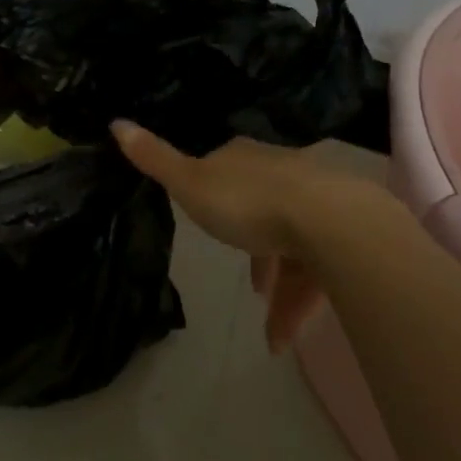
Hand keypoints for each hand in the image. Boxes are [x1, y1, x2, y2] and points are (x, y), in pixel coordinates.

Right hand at [111, 121, 369, 351]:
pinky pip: (319, 273)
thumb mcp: (190, 183)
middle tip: (249, 284)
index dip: (215, 196)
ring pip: (294, 249)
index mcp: (245, 160)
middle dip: (255, 250)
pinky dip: (300, 305)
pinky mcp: (346, 238)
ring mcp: (318, 205)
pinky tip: (283, 338)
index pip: (226, 171)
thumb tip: (114, 121)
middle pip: (263, 211)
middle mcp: (283, 174)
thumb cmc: (249, 203)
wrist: (331, 223)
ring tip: (269, 330)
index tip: (210, 222)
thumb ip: (155, 158)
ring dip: (280, 289)